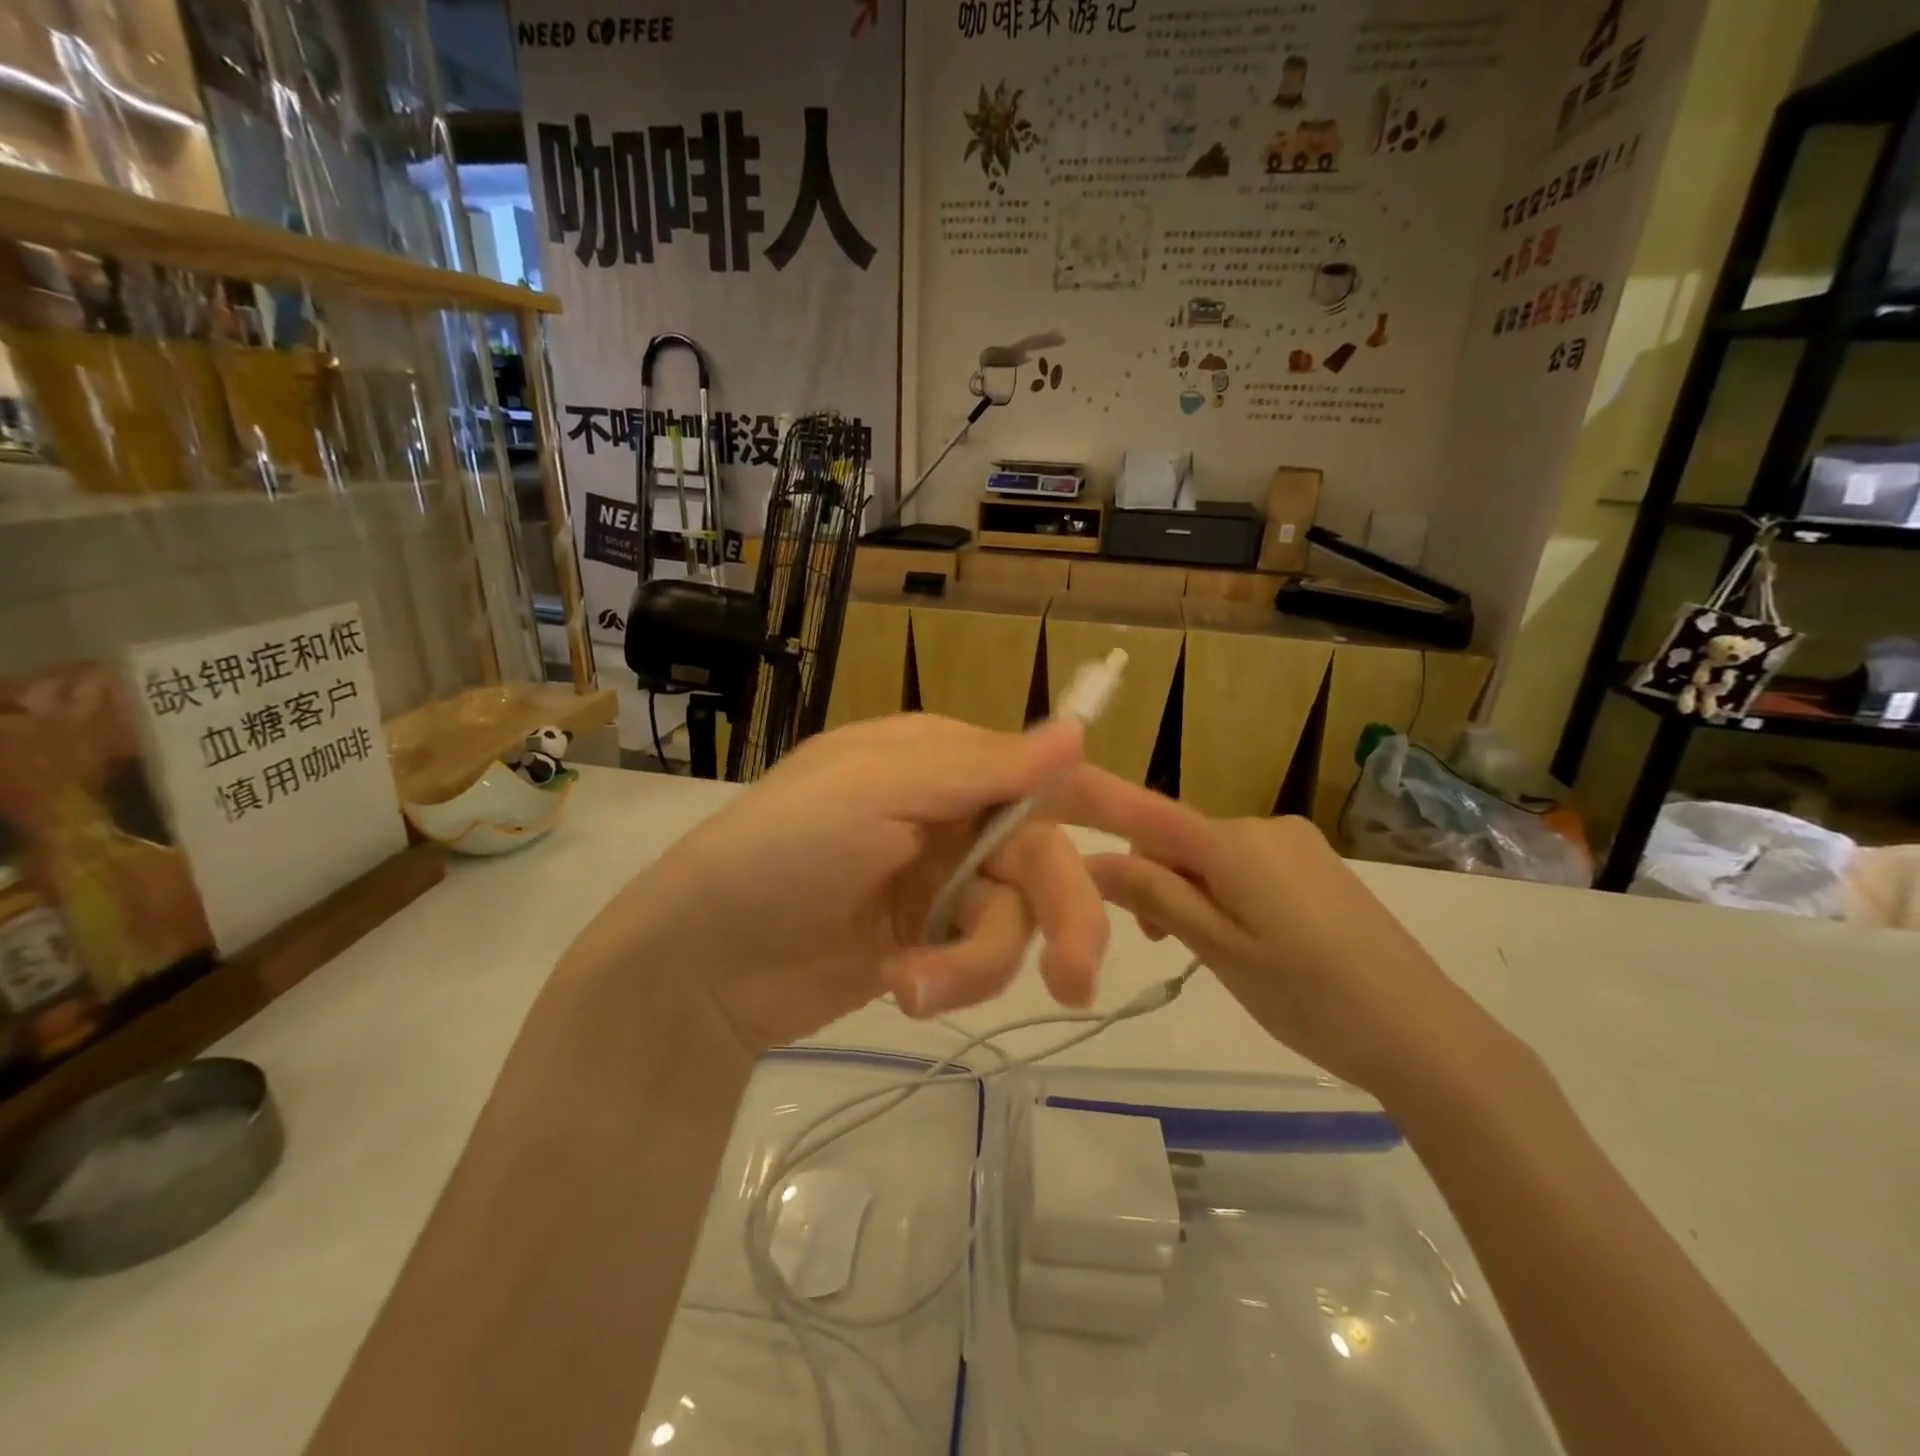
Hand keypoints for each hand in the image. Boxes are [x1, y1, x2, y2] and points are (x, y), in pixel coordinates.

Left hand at [570, 716, 1108, 1052]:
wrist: (703, 958)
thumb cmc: (785, 848)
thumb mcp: (880, 791)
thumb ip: (983, 767)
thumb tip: (1076, 729)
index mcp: (942, 760)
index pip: (1046, 772)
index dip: (1116, 802)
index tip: (1184, 841)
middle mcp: (950, 814)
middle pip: (1044, 858)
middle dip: (1064, 916)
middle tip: (1078, 981)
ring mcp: (939, 883)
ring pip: (1014, 920)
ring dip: (980, 961)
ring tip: (915, 985)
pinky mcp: (927, 943)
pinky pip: (977, 960)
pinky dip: (951, 979)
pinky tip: (900, 988)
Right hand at [1058, 769, 1513, 1100]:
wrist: (1425, 1034)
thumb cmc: (1307, 994)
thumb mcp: (1219, 949)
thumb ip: (1155, 896)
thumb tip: (1093, 860)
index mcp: (1235, 842)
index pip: (1149, 814)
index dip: (1101, 812)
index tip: (1070, 840)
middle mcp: (1265, 826)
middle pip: (1182, 840)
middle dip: (1158, 880)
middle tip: (1164, 945)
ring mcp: (1299, 845)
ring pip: (1216, 856)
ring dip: (1194, 892)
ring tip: (1212, 953)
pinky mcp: (1321, 867)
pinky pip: (1251, 867)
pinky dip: (1230, 895)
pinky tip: (1253, 943)